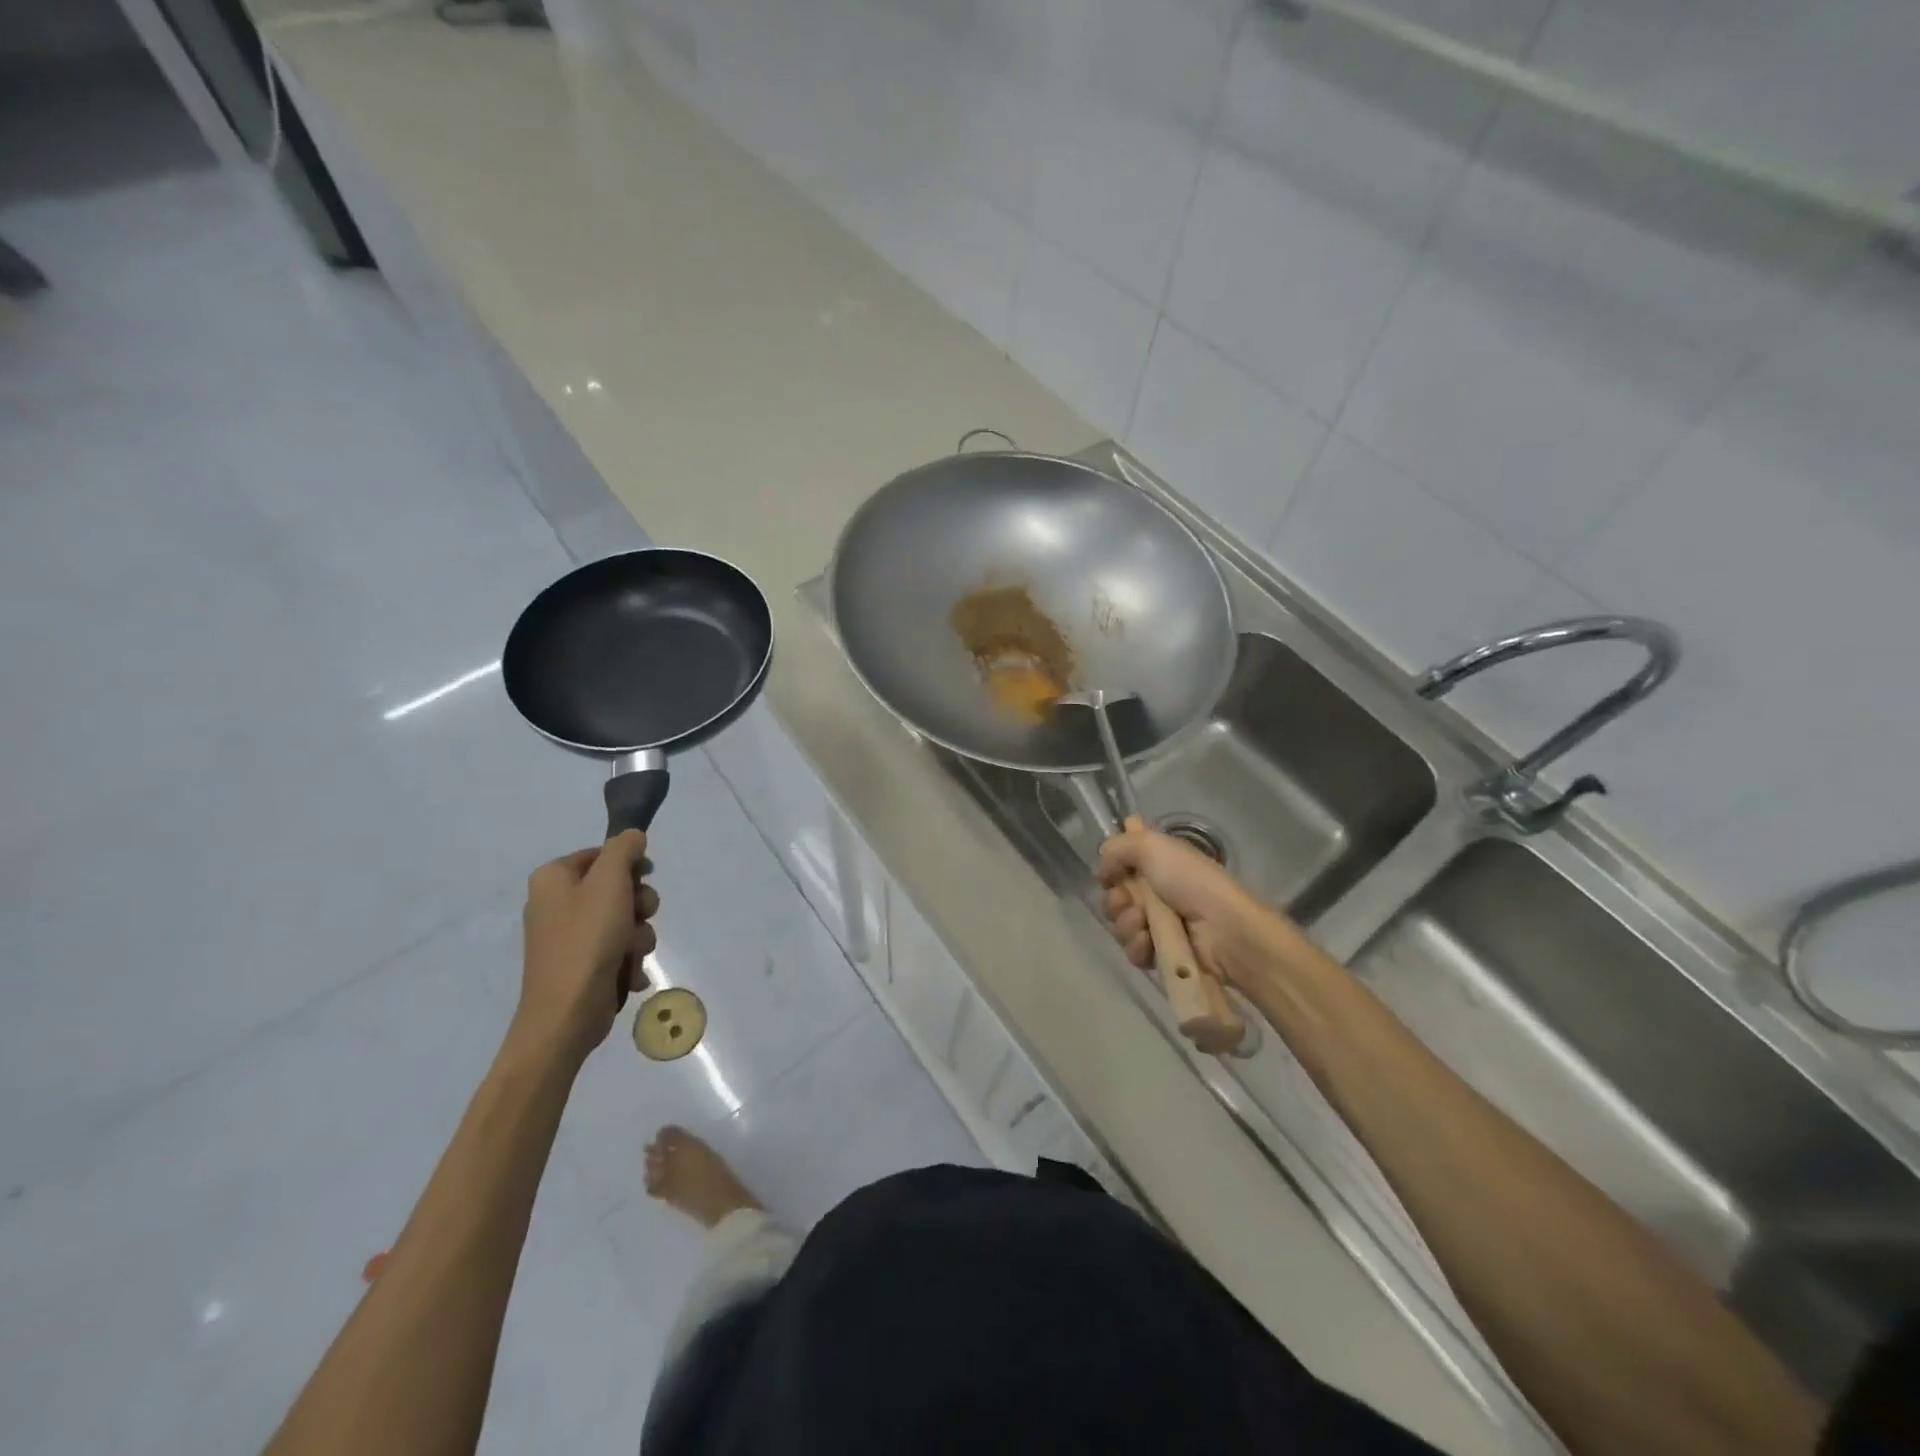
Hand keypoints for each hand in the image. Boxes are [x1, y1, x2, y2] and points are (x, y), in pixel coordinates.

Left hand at [512, 832, 659, 1068]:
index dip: (630, 866)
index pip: (602, 855)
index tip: (646, 878)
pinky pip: (617, 950)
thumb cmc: (587, 940)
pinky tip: (627, 974)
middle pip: (616, 888)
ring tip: (632, 955)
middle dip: (638, 906)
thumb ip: (623, 850)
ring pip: (623, 921)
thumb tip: (632, 835)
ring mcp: (568, 937)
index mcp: (552, 879)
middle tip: (640, 917)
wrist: (566, 1014)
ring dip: (638, 937)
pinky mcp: (581, 965)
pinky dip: (628, 961)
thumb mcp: (610, 883)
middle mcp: (555, 904)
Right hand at [1097, 829, 1275, 987]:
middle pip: (1115, 897)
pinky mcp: (1162, 953)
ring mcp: (1159, 924)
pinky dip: (1137, 946)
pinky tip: (1148, 942)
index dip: (1111, 870)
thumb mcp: (1152, 846)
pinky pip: (1133, 950)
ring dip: (1125, 923)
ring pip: (1120, 925)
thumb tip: (1102, 867)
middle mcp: (1157, 892)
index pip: (1121, 865)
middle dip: (1115, 900)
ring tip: (1143, 924)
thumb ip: (1118, 847)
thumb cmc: (1190, 881)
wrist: (1223, 928)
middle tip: (1128, 901)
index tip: (1110, 874)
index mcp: (1159, 863)